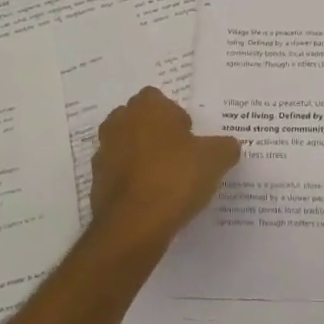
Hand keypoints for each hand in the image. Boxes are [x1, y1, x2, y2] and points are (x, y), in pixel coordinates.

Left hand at [90, 87, 240, 252]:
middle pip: (139, 120)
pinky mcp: (96, 182)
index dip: (175, 116)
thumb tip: (228, 146)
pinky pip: (119, 174)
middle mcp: (119, 123)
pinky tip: (151, 199)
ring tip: (166, 180)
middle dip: (156, 133)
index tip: (190, 137)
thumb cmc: (175, 177)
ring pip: (126, 147)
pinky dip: (132, 182)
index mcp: (147, 107)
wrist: (134, 225)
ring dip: (142, 157)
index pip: (159, 99)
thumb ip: (225, 147)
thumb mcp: (215, 160)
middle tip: (179, 155)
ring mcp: (104, 153)